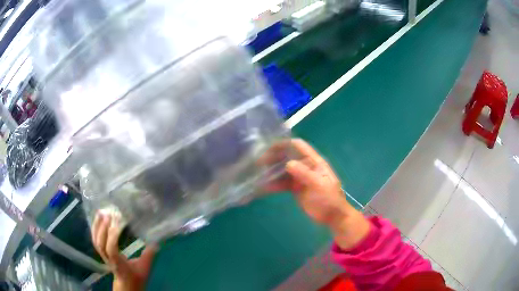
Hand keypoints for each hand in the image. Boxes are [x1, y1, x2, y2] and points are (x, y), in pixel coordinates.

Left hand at [92, 213, 156, 290]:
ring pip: (96, 240)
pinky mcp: (101, 251)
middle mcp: (107, 258)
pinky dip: (95, 227)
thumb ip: (149, 255)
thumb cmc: (136, 276)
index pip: (111, 249)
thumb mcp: (145, 268)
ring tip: (101, 212)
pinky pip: (94, 239)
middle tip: (109, 214)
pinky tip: (98, 218)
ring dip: (97, 225)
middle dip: (103, 228)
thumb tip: (156, 241)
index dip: (112, 236)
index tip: (117, 222)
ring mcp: (103, 255)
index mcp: (118, 263)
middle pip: (100, 243)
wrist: (127, 284)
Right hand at [263, 139, 369, 248]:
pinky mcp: (295, 188)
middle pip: (287, 157)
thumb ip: (305, 174)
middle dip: (273, 158)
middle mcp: (305, 166)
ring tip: (257, 174)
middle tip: (259, 163)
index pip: (298, 146)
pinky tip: (263, 188)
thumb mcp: (319, 185)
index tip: (268, 148)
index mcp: (314, 162)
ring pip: (283, 171)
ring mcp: (300, 178)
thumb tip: (288, 164)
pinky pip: (282, 184)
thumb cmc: (329, 199)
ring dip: (271, 172)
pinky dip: (273, 185)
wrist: (333, 217)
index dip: (284, 144)